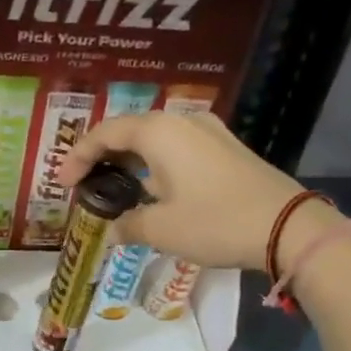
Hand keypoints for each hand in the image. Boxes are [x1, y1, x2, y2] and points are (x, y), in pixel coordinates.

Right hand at [58, 111, 315, 272]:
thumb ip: (128, 224)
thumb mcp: (161, 229)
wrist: (288, 227)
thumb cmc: (214, 222)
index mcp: (159, 132)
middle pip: (129, 130)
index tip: (62, 184)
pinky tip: (152, 189)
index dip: (78, 156)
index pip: (104, 133)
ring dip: (129, 161)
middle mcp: (182, 121)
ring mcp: (209, 132)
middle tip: (84, 183)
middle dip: (102, 156)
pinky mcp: (226, 149)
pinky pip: (177, 148)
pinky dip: (155, 165)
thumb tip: (114, 229)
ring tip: (114, 188)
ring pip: (155, 139)